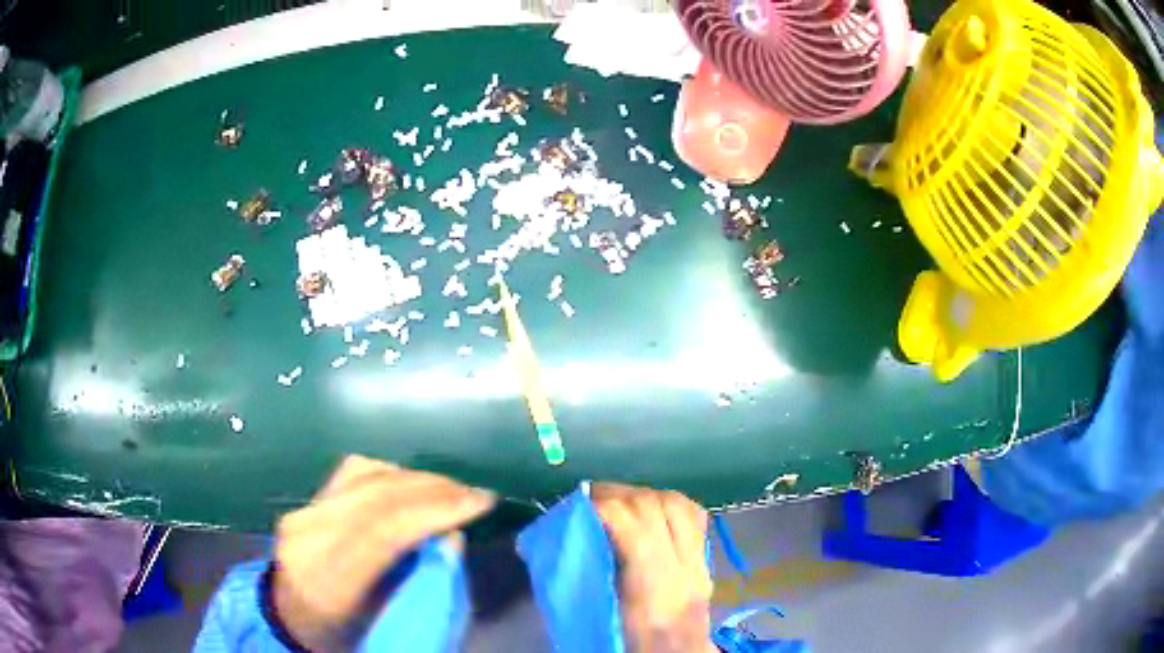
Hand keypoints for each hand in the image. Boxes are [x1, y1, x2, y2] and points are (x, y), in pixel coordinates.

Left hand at [271, 455, 495, 649]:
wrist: (291, 618)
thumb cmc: (346, 634)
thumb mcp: (388, 622)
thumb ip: (421, 584)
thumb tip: (450, 538)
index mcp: (328, 582)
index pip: (382, 532)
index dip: (434, 511)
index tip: (479, 502)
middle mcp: (308, 539)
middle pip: (374, 496)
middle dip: (432, 488)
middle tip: (473, 494)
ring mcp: (301, 514)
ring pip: (363, 476)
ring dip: (414, 478)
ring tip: (449, 490)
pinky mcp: (304, 502)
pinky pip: (352, 473)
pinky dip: (388, 474)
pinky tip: (410, 486)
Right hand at [592, 483, 715, 652]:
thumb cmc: (630, 645)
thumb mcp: (600, 617)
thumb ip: (585, 578)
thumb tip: (556, 544)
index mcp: (653, 592)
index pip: (636, 533)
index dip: (604, 508)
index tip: (577, 507)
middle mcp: (682, 571)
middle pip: (658, 510)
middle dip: (619, 494)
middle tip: (591, 499)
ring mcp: (699, 563)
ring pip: (679, 505)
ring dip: (644, 494)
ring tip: (618, 500)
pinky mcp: (705, 561)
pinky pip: (694, 515)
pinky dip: (668, 503)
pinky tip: (649, 509)